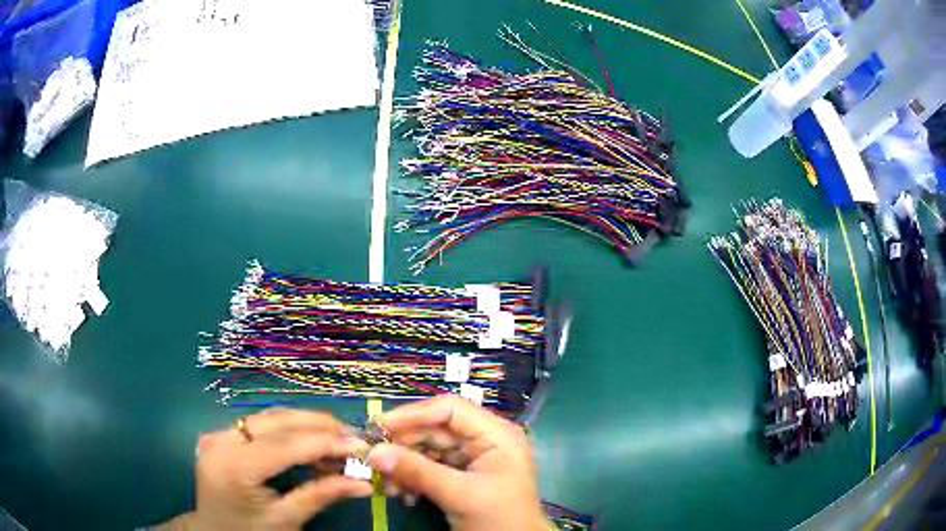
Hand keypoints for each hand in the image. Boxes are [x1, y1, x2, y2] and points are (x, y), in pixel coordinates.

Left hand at [177, 409, 372, 530]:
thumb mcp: (286, 520)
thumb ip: (321, 496)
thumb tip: (364, 483)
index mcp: (233, 467)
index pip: (285, 445)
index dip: (325, 443)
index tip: (361, 446)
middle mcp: (221, 441)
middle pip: (276, 421)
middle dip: (318, 427)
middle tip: (353, 438)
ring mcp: (217, 433)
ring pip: (268, 417)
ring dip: (305, 426)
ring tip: (336, 441)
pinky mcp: (220, 434)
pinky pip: (259, 424)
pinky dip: (288, 431)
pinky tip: (308, 443)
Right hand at [367, 396, 547, 530]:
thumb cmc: (498, 518)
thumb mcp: (459, 495)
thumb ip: (417, 471)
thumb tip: (373, 453)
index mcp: (496, 434)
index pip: (449, 410)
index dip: (413, 414)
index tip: (379, 426)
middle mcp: (484, 441)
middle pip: (435, 430)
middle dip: (404, 445)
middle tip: (373, 458)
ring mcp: (472, 459)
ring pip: (429, 450)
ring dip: (404, 465)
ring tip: (386, 484)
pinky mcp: (462, 477)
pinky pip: (430, 468)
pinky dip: (413, 478)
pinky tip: (401, 494)